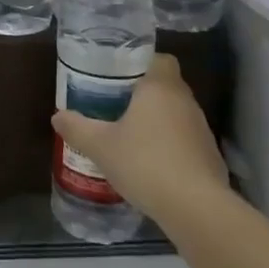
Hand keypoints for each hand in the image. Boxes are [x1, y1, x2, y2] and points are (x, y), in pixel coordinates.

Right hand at [52, 54, 229, 222]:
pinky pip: (186, 141)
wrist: (195, 208)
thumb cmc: (145, 163)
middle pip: (167, 86)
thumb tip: (58, 116)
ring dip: (158, 122)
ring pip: (177, 114)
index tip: (121, 76)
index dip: (143, 64)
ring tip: (131, 138)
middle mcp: (185, 102)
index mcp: (160, 88)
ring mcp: (202, 130)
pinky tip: (152, 166)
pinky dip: (171, 147)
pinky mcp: (211, 157)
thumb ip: (77, 128)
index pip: (161, 59)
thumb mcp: (100, 146)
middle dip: (144, 94)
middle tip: (116, 105)